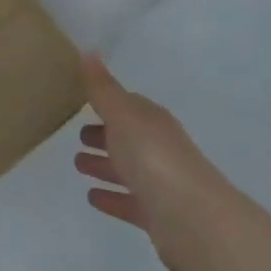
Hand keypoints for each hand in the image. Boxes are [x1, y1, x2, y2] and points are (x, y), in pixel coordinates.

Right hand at [74, 55, 208, 270]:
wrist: (194, 219)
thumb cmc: (154, 158)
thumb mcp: (122, 115)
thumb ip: (103, 88)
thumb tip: (89, 51)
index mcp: (152, 121)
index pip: (128, 105)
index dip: (106, 103)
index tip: (82, 102)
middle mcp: (159, 148)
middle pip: (127, 137)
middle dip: (103, 135)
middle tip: (76, 137)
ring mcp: (161, 182)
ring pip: (127, 169)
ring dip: (104, 166)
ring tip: (77, 165)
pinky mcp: (158, 215)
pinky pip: (129, 201)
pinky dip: (112, 197)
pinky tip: (92, 197)